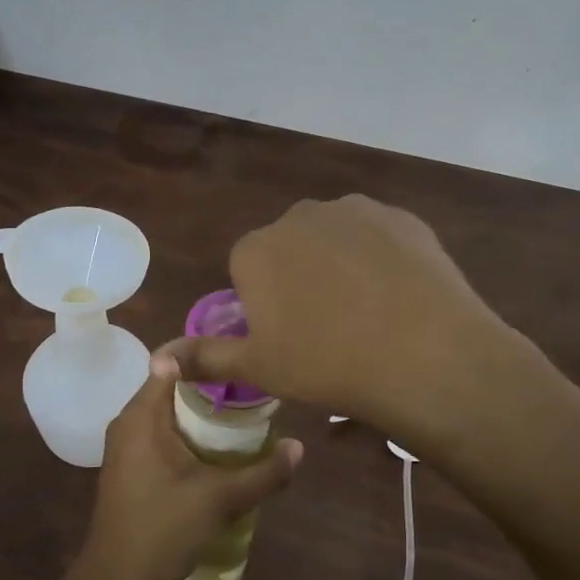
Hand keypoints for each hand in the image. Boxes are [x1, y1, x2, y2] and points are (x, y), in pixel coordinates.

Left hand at [71, 350, 301, 579]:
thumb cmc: (163, 529)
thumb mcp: (220, 499)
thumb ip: (263, 473)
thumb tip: (300, 448)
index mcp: (141, 416)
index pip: (170, 363)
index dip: (204, 355)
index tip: (239, 355)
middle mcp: (128, 422)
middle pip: (171, 386)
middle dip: (210, 386)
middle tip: (251, 386)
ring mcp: (126, 446)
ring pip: (167, 412)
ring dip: (200, 412)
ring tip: (243, 412)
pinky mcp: (130, 467)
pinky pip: (161, 433)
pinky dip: (187, 432)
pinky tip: (217, 448)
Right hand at [174, 195, 521, 438]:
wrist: (424, 355)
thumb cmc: (326, 365)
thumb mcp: (258, 368)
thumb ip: (203, 358)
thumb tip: (155, 362)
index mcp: (256, 250)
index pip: (246, 269)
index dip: (264, 304)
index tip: (288, 336)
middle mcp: (299, 216)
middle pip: (289, 248)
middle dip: (299, 278)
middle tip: (327, 328)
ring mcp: (354, 210)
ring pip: (334, 238)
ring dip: (339, 264)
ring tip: (368, 313)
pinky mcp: (401, 216)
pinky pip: (378, 236)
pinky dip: (380, 258)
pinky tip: (398, 295)